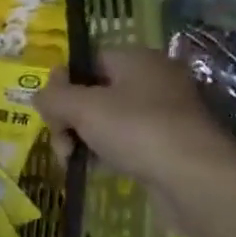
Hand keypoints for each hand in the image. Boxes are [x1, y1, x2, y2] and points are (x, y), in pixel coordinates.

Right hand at [37, 43, 235, 195]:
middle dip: (69, 118)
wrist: (196, 178)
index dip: (62, 84)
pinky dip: (106, 151)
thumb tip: (39, 95)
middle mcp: (152, 79)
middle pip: (93, 92)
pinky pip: (125, 140)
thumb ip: (53, 97)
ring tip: (74, 160)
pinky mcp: (168, 142)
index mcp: (135, 59)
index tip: (50, 111)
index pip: (86, 61)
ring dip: (83, 137)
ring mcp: (163, 112)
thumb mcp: (82, 107)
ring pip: (107, 119)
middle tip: (62, 143)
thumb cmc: (136, 130)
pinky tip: (97, 167)